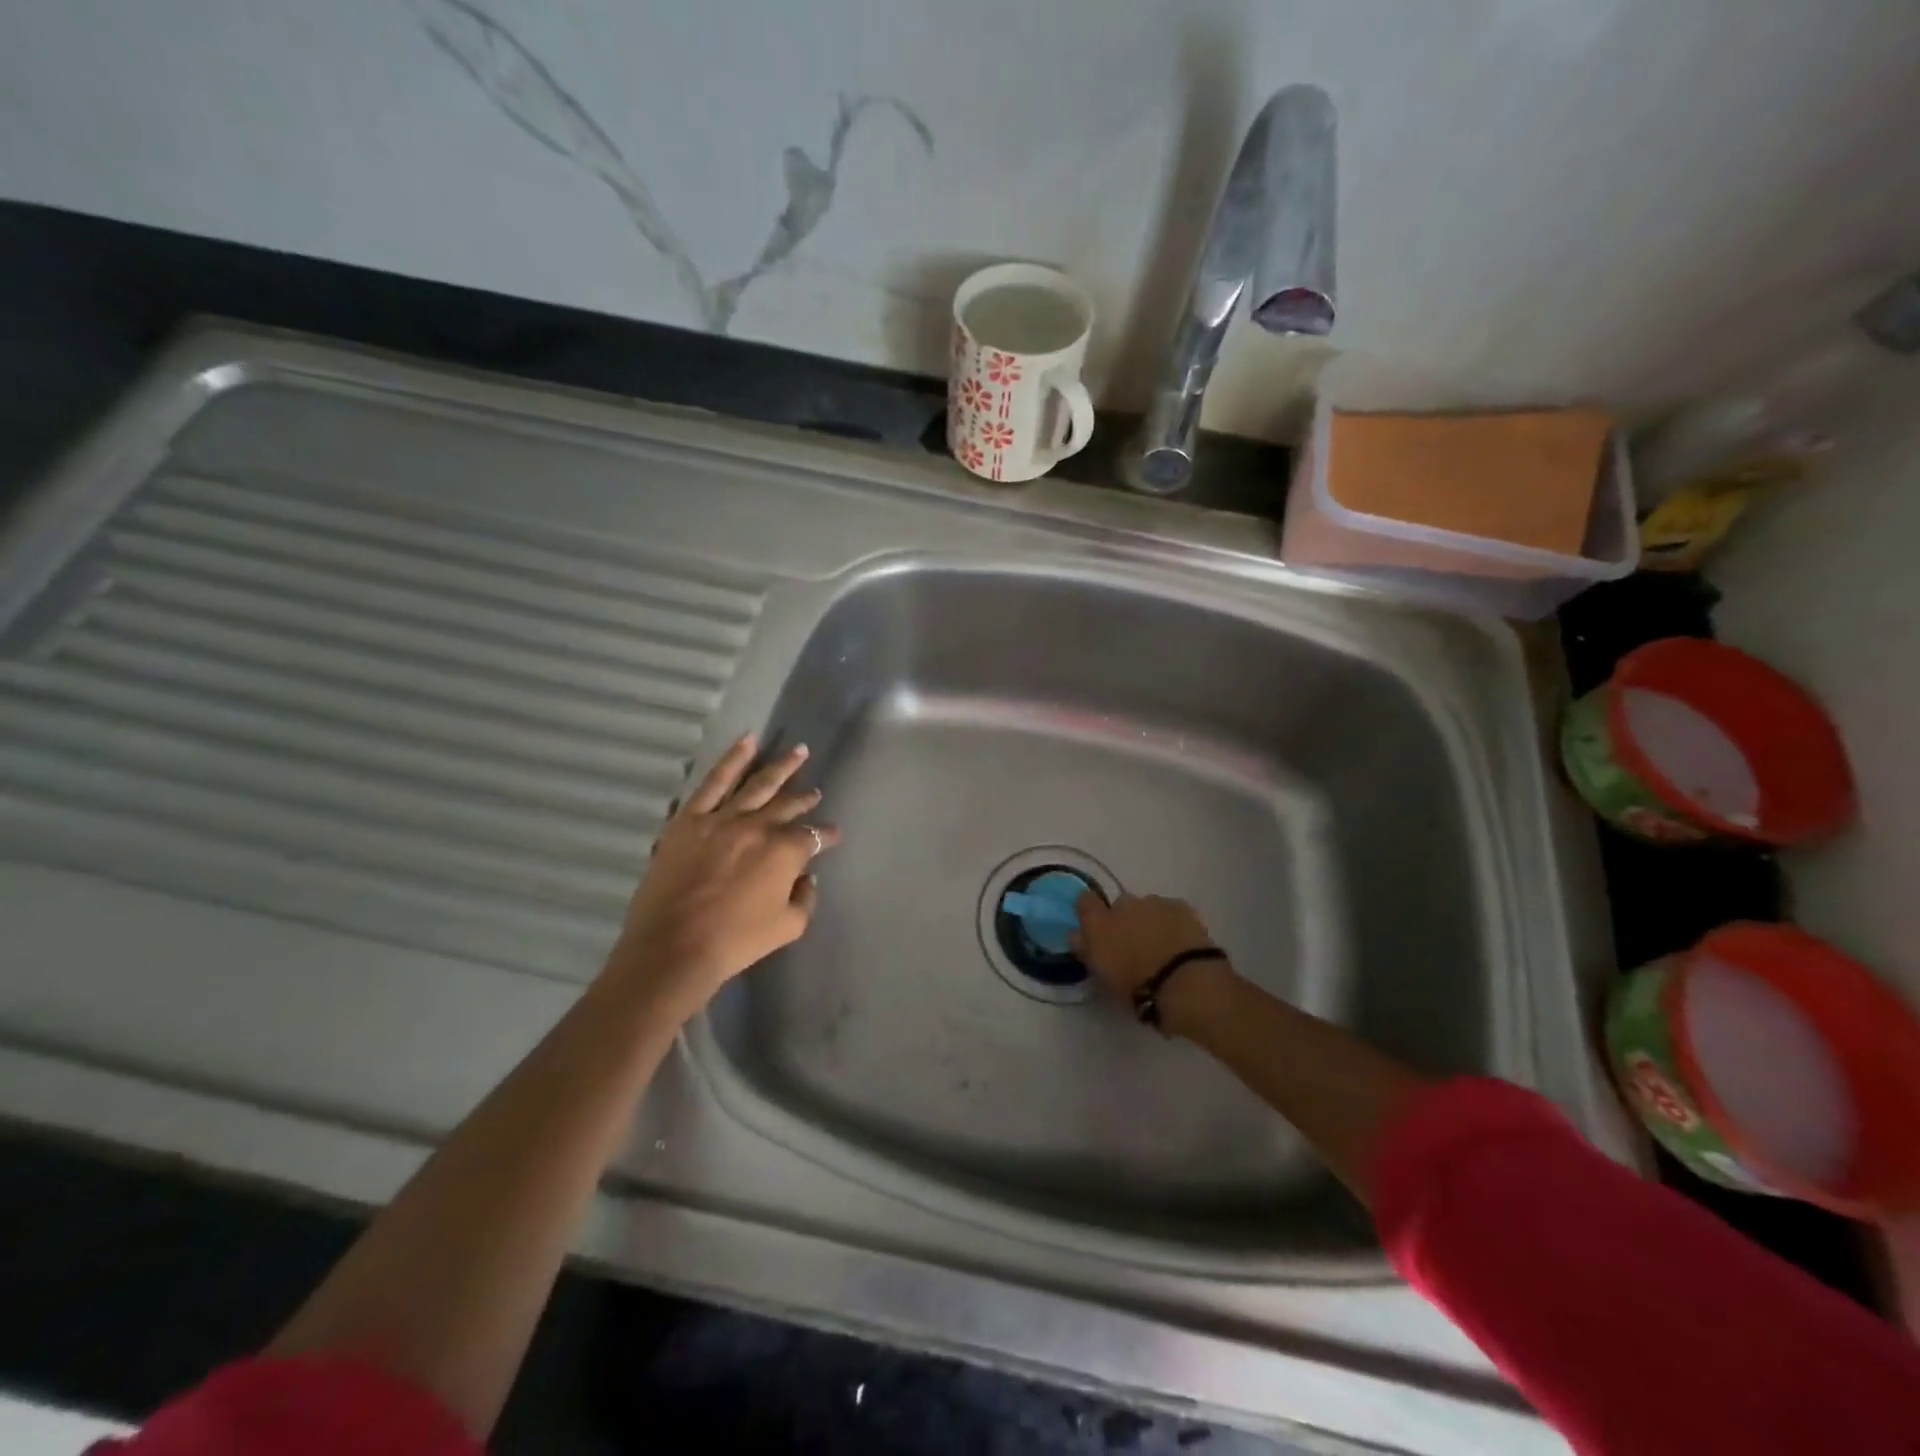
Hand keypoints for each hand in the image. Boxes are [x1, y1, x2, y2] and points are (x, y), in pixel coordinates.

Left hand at [614, 735, 840, 1011]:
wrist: (673, 947)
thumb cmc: (735, 941)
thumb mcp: (788, 927)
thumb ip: (806, 898)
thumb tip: (806, 877)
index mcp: (784, 851)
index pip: (813, 836)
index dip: (827, 835)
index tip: (833, 835)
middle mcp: (758, 826)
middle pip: (787, 805)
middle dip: (805, 797)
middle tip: (815, 790)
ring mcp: (722, 818)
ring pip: (757, 784)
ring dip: (780, 766)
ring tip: (798, 751)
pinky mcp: (690, 819)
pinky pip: (714, 782)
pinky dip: (732, 759)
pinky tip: (747, 741)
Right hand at [1071, 892, 1222, 1000]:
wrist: (1184, 981)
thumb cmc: (1136, 986)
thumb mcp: (1102, 977)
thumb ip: (1087, 951)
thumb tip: (1075, 935)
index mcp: (1098, 922)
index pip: (1084, 901)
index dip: (1089, 912)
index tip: (1095, 929)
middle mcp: (1123, 905)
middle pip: (1119, 905)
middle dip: (1124, 920)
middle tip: (1132, 947)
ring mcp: (1154, 903)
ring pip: (1147, 907)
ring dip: (1149, 921)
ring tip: (1161, 948)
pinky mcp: (1182, 907)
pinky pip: (1171, 910)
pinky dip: (1172, 922)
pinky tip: (1180, 942)